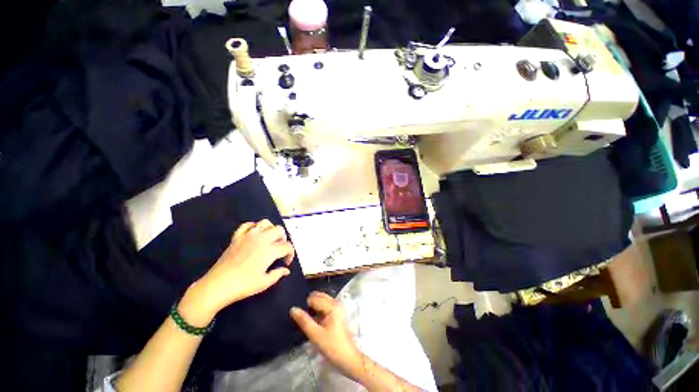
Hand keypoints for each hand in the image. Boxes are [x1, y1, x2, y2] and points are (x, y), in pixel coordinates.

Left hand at [180, 220, 294, 325]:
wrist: (217, 285)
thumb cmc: (243, 285)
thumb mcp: (264, 283)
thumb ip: (278, 274)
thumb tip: (287, 270)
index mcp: (270, 250)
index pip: (287, 246)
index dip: (290, 253)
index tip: (286, 262)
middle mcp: (262, 239)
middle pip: (279, 230)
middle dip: (283, 239)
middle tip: (279, 249)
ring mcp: (248, 236)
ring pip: (265, 223)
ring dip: (271, 229)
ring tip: (269, 239)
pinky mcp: (237, 237)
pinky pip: (247, 225)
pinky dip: (253, 226)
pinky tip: (254, 234)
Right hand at [290, 292, 364, 378]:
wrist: (348, 358)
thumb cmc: (332, 346)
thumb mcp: (315, 335)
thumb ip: (304, 321)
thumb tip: (293, 308)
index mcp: (332, 305)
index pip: (314, 298)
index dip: (304, 305)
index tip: (296, 313)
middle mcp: (335, 302)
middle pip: (318, 296)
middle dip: (308, 303)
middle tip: (299, 314)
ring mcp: (337, 307)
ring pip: (321, 300)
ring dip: (312, 306)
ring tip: (303, 317)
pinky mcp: (337, 313)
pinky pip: (324, 306)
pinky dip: (317, 309)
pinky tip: (311, 319)